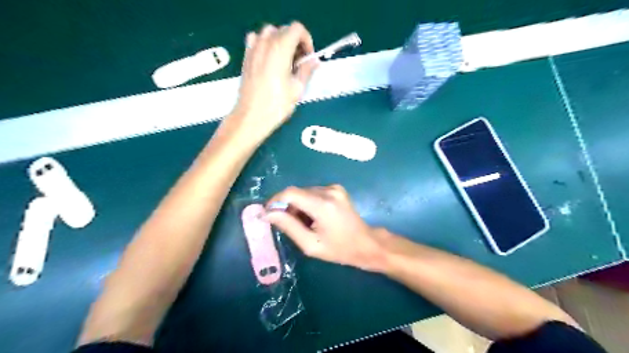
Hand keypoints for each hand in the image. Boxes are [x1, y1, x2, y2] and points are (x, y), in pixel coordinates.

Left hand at [226, 22, 319, 141]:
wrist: (252, 116)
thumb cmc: (277, 105)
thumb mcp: (297, 89)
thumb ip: (307, 70)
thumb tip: (315, 61)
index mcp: (280, 48)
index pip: (297, 29)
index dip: (306, 40)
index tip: (308, 57)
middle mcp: (265, 43)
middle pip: (284, 30)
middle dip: (295, 42)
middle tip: (300, 63)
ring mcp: (253, 49)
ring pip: (269, 33)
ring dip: (281, 42)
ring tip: (285, 61)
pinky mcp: (246, 57)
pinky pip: (255, 40)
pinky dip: (265, 44)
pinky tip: (269, 59)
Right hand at [264, 186, 386, 270]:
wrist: (366, 243)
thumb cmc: (339, 249)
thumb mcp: (310, 244)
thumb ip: (288, 226)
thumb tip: (268, 213)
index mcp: (323, 205)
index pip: (290, 193)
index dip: (275, 201)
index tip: (268, 213)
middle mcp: (329, 191)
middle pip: (297, 192)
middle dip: (287, 206)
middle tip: (288, 224)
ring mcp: (334, 188)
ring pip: (304, 192)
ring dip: (298, 205)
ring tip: (304, 224)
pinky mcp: (337, 189)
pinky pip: (314, 192)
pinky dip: (308, 203)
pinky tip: (313, 217)